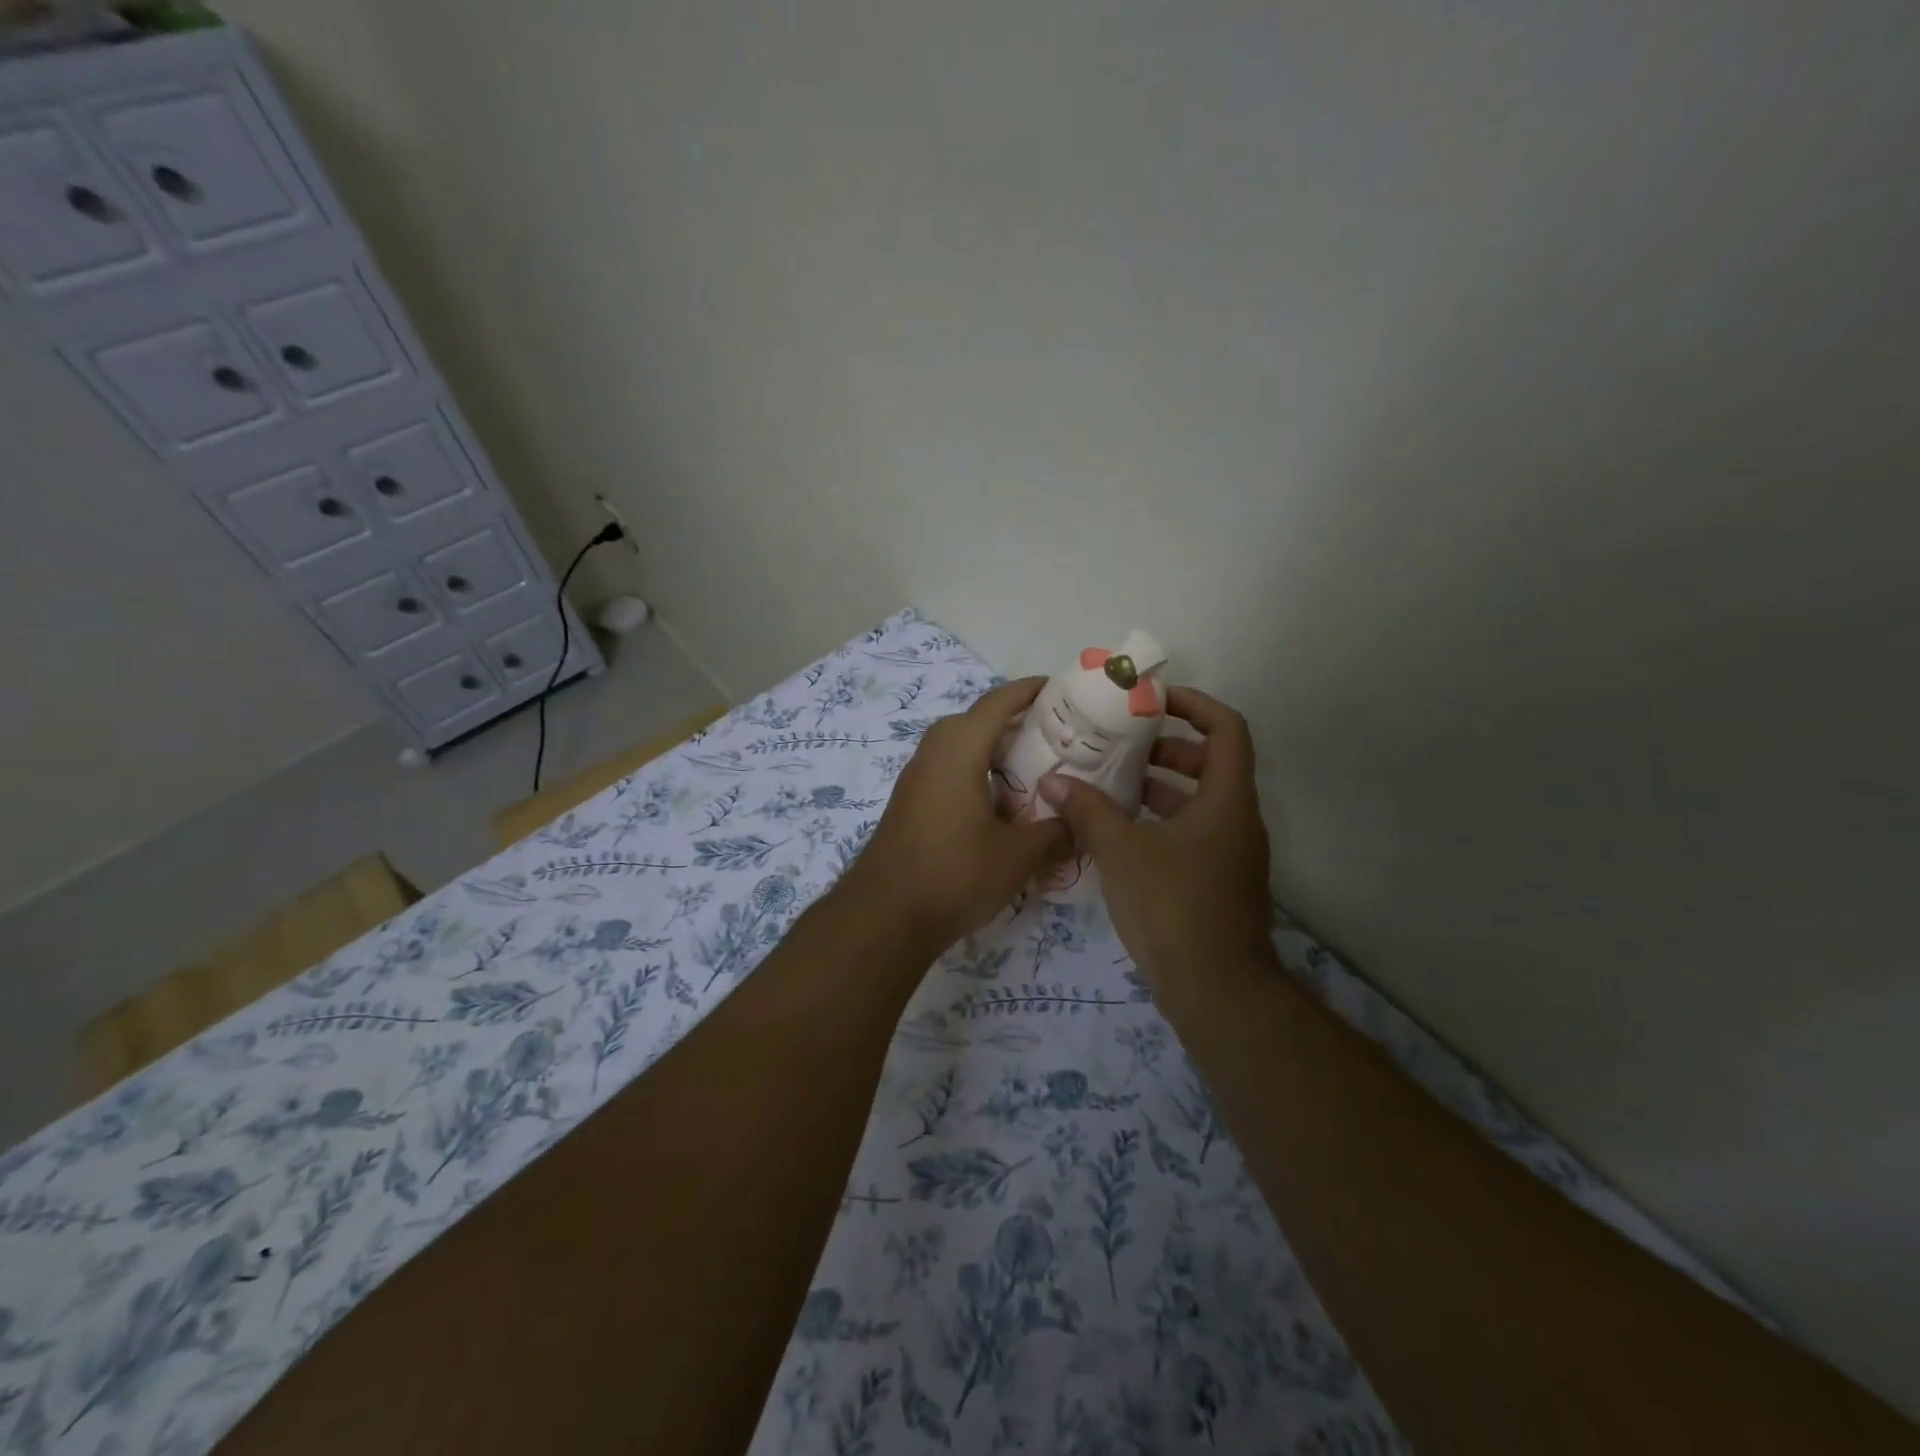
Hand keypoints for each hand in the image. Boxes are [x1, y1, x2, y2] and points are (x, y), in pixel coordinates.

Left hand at [844, 678, 1070, 950]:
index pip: (997, 702)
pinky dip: (977, 774)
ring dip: (994, 751)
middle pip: (977, 721)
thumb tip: (1080, 825)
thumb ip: (1055, 833)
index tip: (1059, 688)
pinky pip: (949, 772)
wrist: (884, 916)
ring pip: (961, 748)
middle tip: (1055, 737)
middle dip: (1015, 722)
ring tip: (1034, 770)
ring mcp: (916, 779)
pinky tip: (1000, 805)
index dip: (1029, 690)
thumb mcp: (1017, 856)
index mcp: (959, 750)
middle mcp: (933, 753)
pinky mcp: (910, 803)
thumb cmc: (954, 874)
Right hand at [1039, 686, 1273, 984]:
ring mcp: (1232, 855)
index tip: (1154, 702)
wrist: (1215, 989)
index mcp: (1227, 800)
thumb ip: (1088, 811)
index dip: (1195, 705)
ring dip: (1162, 788)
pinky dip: (1162, 823)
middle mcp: (1238, 821)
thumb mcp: (1122, 851)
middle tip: (1123, 747)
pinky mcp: (1219, 883)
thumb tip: (1053, 782)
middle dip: (1168, 749)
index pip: (1227, 729)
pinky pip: (1193, 834)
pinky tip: (1120, 836)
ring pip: (1200, 803)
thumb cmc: (1174, 906)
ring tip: (1112, 786)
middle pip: (1213, 764)